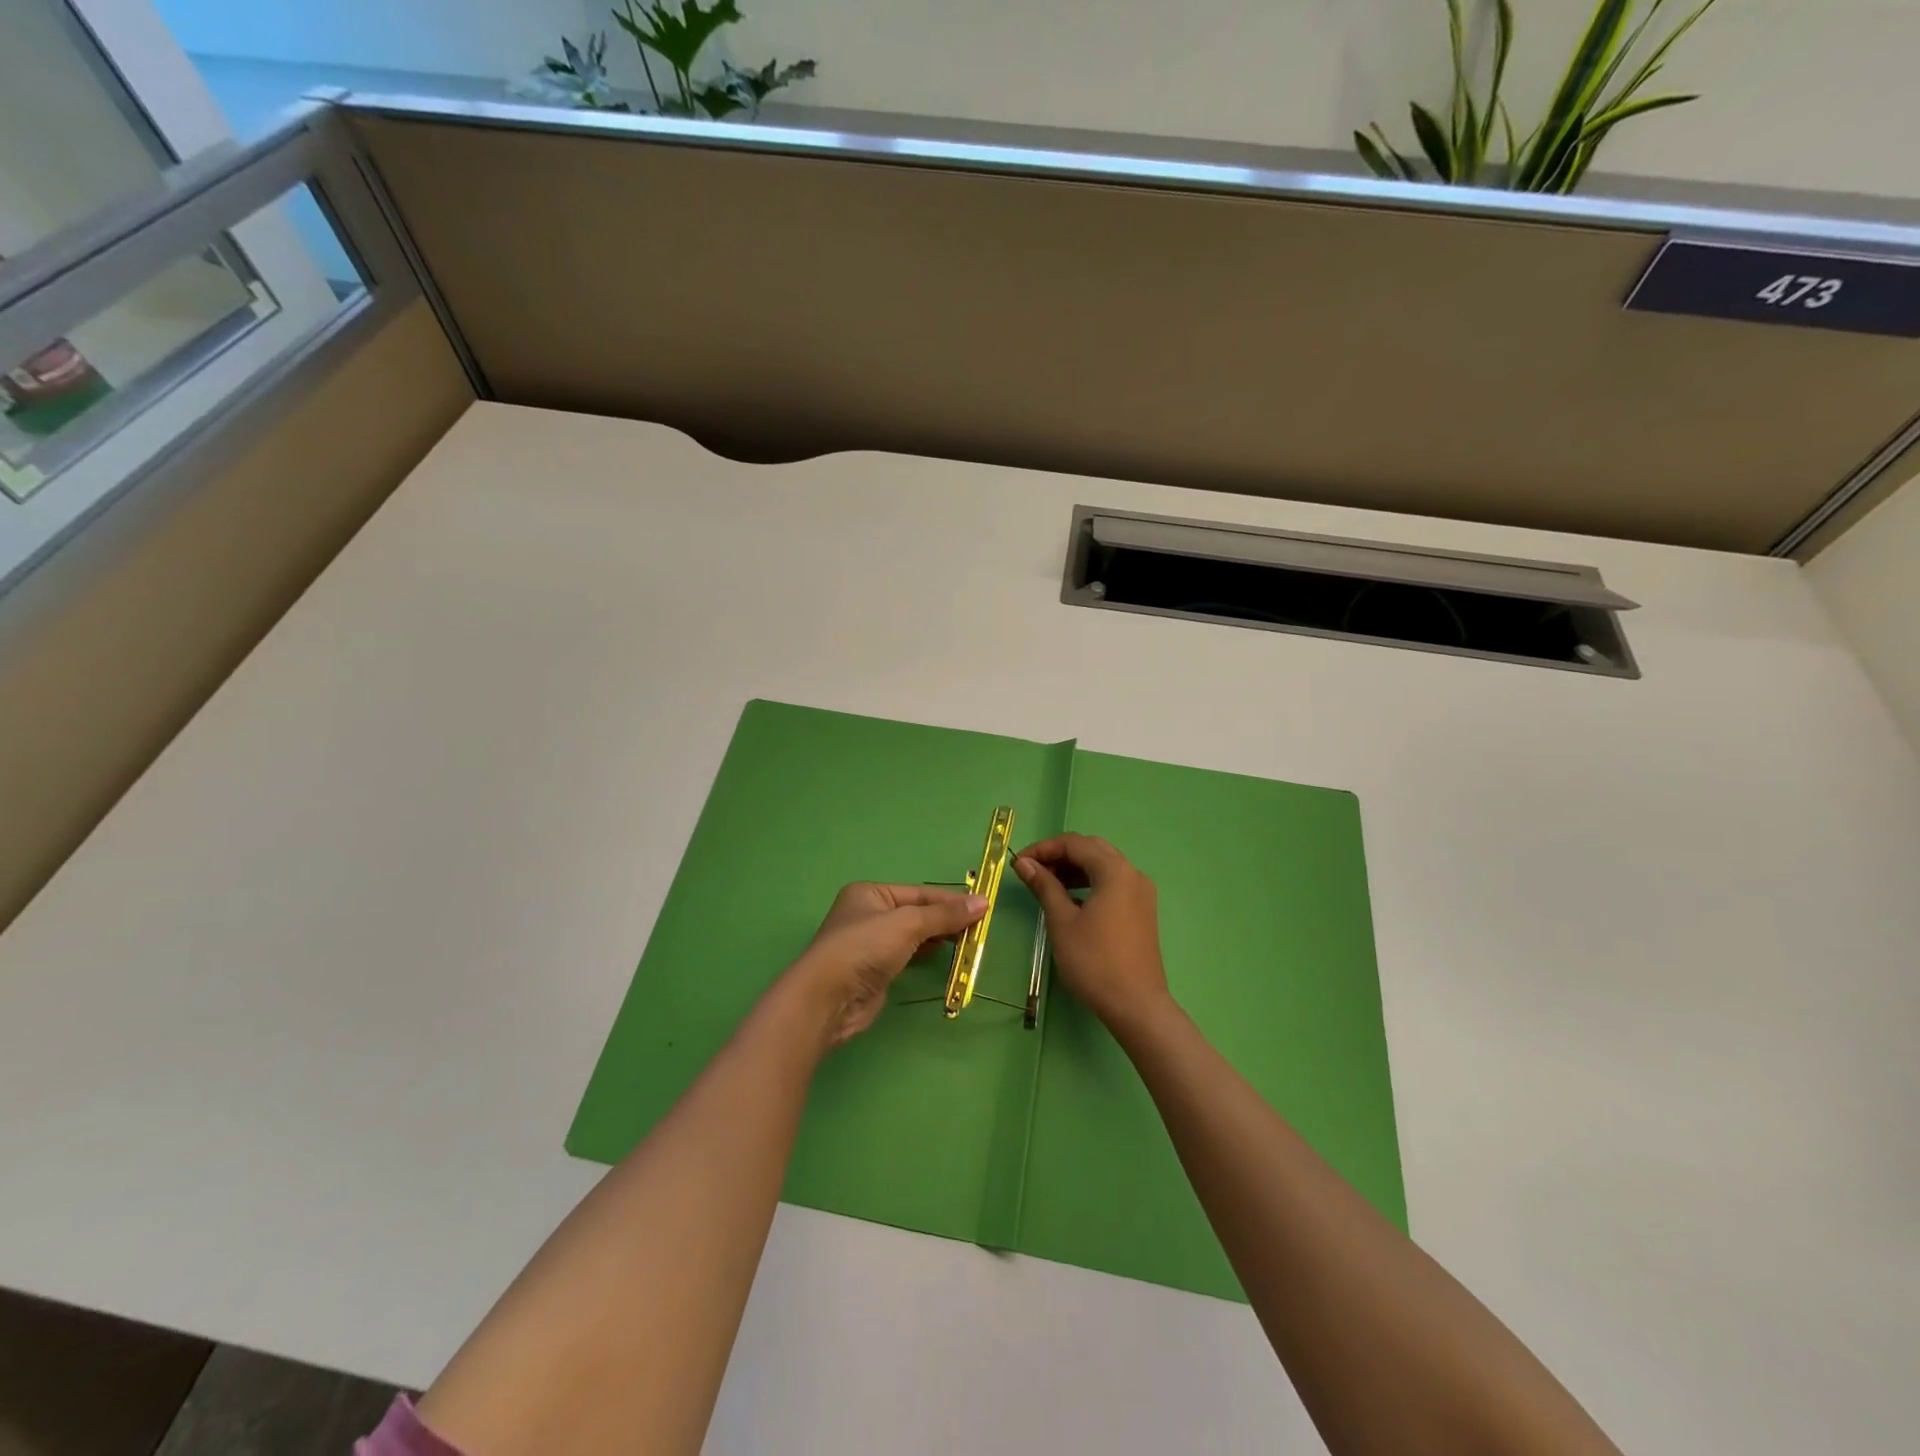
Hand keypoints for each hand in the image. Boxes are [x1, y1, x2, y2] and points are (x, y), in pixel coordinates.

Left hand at [786, 883, 986, 1046]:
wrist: (828, 998)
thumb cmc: (865, 947)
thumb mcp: (908, 923)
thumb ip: (945, 914)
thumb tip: (983, 902)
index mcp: (871, 893)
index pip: (919, 893)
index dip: (951, 900)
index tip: (983, 908)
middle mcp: (869, 914)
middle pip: (917, 913)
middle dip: (946, 919)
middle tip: (980, 928)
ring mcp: (871, 944)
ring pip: (914, 935)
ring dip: (939, 937)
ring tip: (969, 941)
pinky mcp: (875, 971)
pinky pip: (908, 956)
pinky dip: (927, 954)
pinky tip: (945, 955)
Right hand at [1014, 835, 1170, 1032]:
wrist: (1136, 1005)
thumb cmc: (1094, 961)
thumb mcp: (1062, 921)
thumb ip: (1044, 886)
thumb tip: (1024, 863)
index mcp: (1115, 871)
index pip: (1075, 843)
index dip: (1044, 848)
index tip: (1020, 863)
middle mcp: (1133, 874)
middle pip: (1092, 849)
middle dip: (1060, 855)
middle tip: (1033, 871)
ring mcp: (1141, 893)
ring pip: (1104, 866)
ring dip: (1075, 868)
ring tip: (1048, 885)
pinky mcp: (1142, 910)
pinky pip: (1113, 883)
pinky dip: (1090, 882)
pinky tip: (1072, 900)